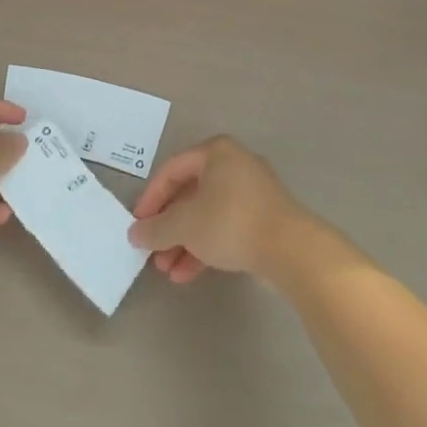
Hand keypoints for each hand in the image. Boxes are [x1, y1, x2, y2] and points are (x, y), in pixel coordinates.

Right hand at [127, 136, 304, 282]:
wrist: (292, 250)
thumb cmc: (231, 222)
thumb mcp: (185, 225)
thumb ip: (156, 228)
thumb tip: (135, 233)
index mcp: (216, 152)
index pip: (171, 170)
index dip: (151, 198)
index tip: (138, 224)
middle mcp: (234, 165)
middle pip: (190, 195)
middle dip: (168, 227)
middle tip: (152, 251)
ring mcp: (252, 192)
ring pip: (207, 215)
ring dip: (184, 242)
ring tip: (167, 270)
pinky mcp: (263, 219)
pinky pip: (225, 228)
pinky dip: (206, 247)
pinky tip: (188, 274)